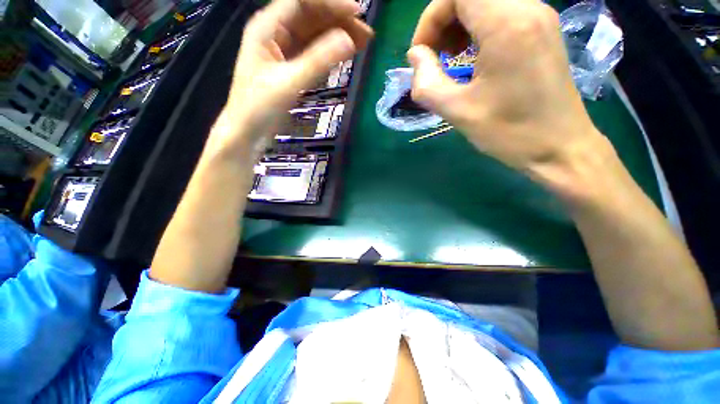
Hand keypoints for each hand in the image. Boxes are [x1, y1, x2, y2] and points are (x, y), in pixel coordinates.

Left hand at [210, 0, 372, 154]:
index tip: (357, 13)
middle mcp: (276, 32)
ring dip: (339, 36)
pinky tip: (347, 54)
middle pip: (312, 16)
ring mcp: (284, 49)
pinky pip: (314, 52)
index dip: (331, 4)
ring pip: (316, 34)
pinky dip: (331, 52)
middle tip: (367, 34)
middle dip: (340, 21)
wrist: (248, 130)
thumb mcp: (289, 83)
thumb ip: (318, 61)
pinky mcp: (292, 66)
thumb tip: (348, 40)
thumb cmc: (260, 107)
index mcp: (268, 26)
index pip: (303, 1)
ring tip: (364, 43)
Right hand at [408, 0, 602, 179]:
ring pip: (487, 1)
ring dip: (460, 24)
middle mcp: (527, 8)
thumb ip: (426, 82)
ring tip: (451, 57)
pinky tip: (473, 57)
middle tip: (434, 56)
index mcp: (506, 25)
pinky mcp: (543, 29)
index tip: (421, 53)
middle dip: (443, 20)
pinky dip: (479, 28)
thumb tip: (415, 56)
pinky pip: (503, 12)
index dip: (430, 18)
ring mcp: (540, 16)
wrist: (559, 147)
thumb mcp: (457, 111)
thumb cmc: (509, 132)